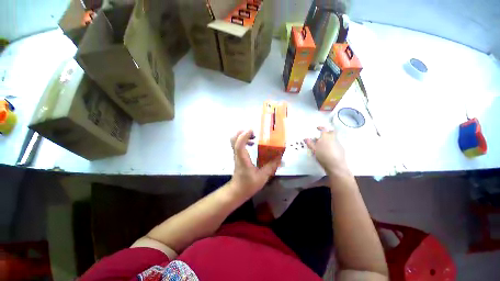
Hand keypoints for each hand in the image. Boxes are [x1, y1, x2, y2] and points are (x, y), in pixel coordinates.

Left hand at [229, 130, 280, 198]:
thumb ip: (271, 166)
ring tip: (254, 137)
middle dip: (242, 132)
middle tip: (254, 133)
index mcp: (242, 159)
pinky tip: (252, 144)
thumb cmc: (248, 185)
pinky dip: (244, 140)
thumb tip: (280, 158)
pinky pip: (238, 144)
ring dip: (243, 135)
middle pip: (233, 139)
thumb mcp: (262, 177)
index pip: (239, 144)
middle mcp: (237, 154)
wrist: (237, 191)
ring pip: (234, 140)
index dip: (244, 135)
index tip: (253, 130)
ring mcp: (236, 155)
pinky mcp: (237, 156)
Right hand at [305, 127, 349, 175]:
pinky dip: (332, 144)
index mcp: (325, 137)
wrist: (335, 165)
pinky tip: (329, 150)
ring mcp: (338, 143)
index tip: (317, 128)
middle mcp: (333, 138)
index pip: (323, 129)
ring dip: (329, 139)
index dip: (321, 127)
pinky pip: (336, 143)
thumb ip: (310, 143)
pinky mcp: (341, 148)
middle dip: (326, 132)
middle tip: (321, 136)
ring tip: (324, 144)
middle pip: (331, 132)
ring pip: (333, 137)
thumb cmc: (323, 156)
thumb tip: (306, 138)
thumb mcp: (314, 150)